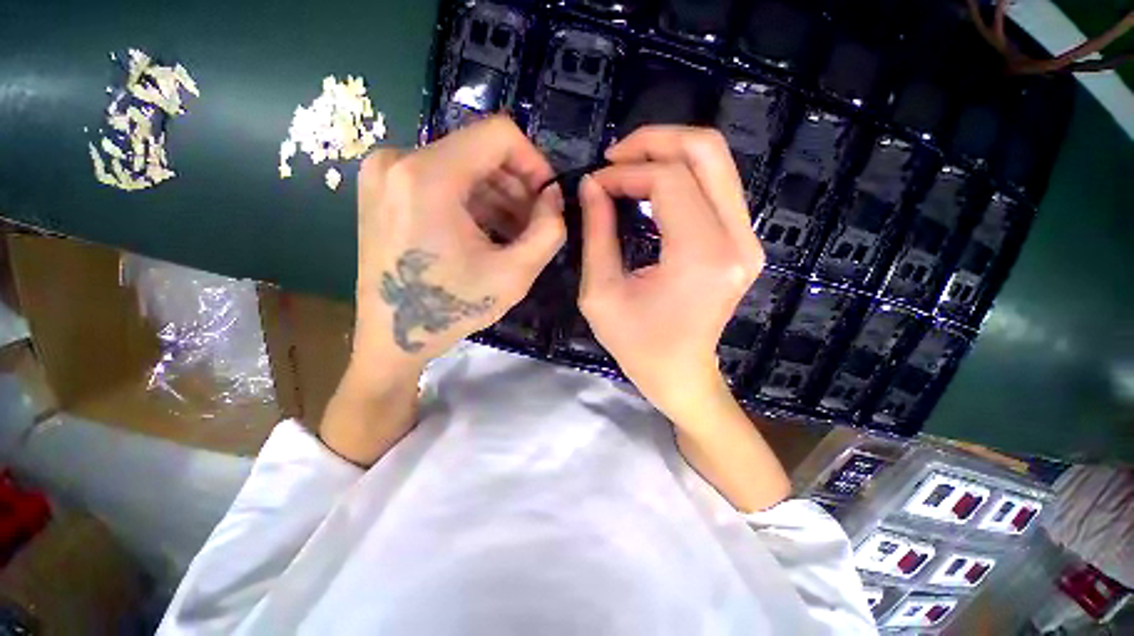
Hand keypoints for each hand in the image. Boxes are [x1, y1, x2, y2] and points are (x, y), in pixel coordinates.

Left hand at [352, 116, 564, 375]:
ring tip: (515, 233)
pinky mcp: (384, 188)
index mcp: (427, 176)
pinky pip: (443, 179)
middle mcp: (398, 159)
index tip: (547, 198)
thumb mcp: (515, 274)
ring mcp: (385, 172)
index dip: (534, 162)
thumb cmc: (452, 309)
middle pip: (480, 150)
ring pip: (463, 165)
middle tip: (535, 223)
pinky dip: (473, 201)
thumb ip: (549, 230)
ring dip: (498, 196)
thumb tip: (555, 197)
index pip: (499, 134)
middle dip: (518, 185)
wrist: (392, 337)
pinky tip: (488, 233)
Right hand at [578, 126, 764, 423]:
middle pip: (707, 151)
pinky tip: (651, 189)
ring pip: (716, 163)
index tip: (595, 184)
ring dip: (668, 155)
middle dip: (655, 141)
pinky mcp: (743, 243)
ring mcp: (747, 240)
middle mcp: (736, 240)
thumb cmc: (637, 345)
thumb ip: (597, 233)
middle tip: (615, 156)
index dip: (626, 172)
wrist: (681, 374)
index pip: (669, 180)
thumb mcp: (601, 293)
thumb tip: (591, 184)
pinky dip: (682, 176)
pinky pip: (716, 188)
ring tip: (628, 170)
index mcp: (700, 257)